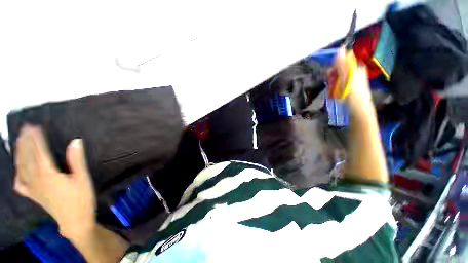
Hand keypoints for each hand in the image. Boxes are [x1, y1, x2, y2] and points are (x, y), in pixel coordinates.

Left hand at [14, 125, 95, 238]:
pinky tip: (17, 170)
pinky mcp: (33, 196)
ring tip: (19, 141)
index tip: (34, 127)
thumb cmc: (81, 199)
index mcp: (49, 176)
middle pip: (28, 159)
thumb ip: (77, 160)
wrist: (75, 222)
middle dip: (26, 142)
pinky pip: (21, 183)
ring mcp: (33, 189)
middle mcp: (37, 181)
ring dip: (20, 154)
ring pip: (21, 169)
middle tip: (24, 129)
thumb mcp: (83, 179)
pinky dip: (17, 174)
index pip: (39, 153)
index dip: (36, 139)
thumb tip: (75, 141)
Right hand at [332, 47, 374, 116]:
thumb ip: (343, 64)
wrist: (358, 109)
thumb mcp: (347, 77)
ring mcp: (352, 80)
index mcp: (356, 68)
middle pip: (340, 69)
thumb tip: (340, 49)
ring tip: (334, 90)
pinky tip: (335, 92)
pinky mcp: (348, 87)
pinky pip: (339, 83)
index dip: (335, 65)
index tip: (331, 73)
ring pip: (338, 76)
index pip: (343, 60)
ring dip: (333, 82)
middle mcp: (355, 72)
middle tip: (332, 83)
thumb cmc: (353, 93)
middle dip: (333, 75)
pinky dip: (335, 87)